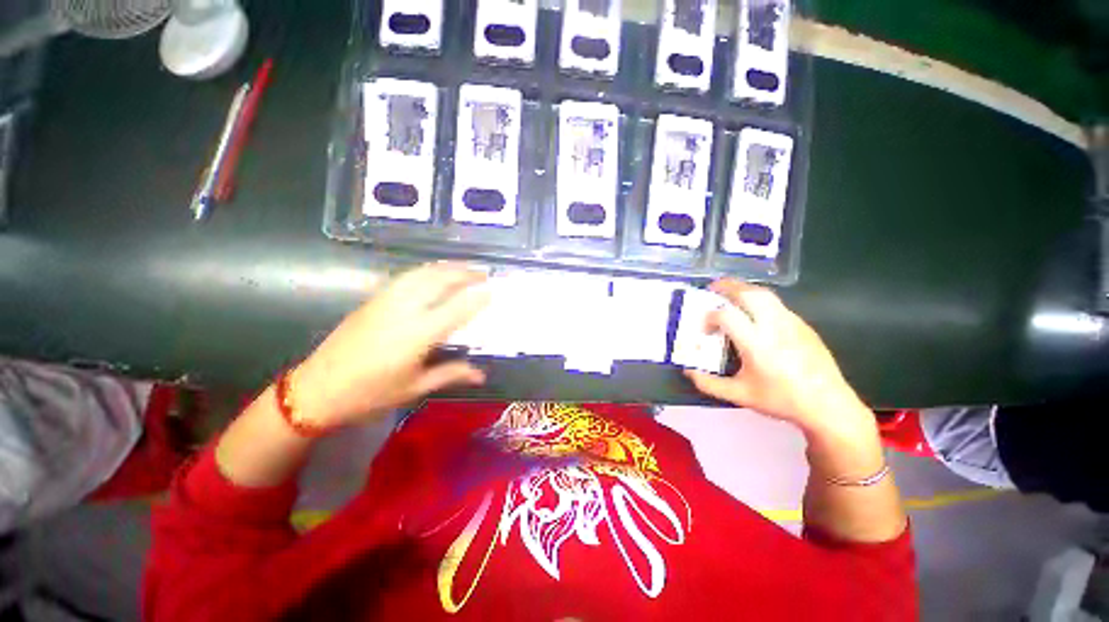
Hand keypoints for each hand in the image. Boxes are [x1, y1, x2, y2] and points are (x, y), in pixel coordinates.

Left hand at [292, 263, 490, 427]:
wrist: (316, 390)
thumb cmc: (369, 395)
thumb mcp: (414, 388)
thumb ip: (451, 374)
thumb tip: (481, 375)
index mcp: (416, 336)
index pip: (455, 310)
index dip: (476, 298)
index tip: (493, 290)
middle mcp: (403, 311)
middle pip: (439, 282)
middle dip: (464, 273)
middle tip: (484, 272)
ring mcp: (385, 302)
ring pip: (421, 274)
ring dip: (446, 267)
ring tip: (464, 268)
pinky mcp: (373, 300)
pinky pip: (406, 277)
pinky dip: (426, 271)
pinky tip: (434, 273)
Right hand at [685, 279, 871, 436]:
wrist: (828, 405)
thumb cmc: (782, 399)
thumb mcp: (740, 395)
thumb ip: (709, 384)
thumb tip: (688, 372)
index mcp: (756, 343)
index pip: (726, 316)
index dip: (709, 318)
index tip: (705, 330)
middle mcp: (774, 326)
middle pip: (749, 294)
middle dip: (728, 286)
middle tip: (713, 287)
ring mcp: (792, 323)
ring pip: (766, 295)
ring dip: (745, 290)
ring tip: (732, 293)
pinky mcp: (804, 325)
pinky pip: (778, 305)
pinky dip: (760, 301)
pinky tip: (756, 314)